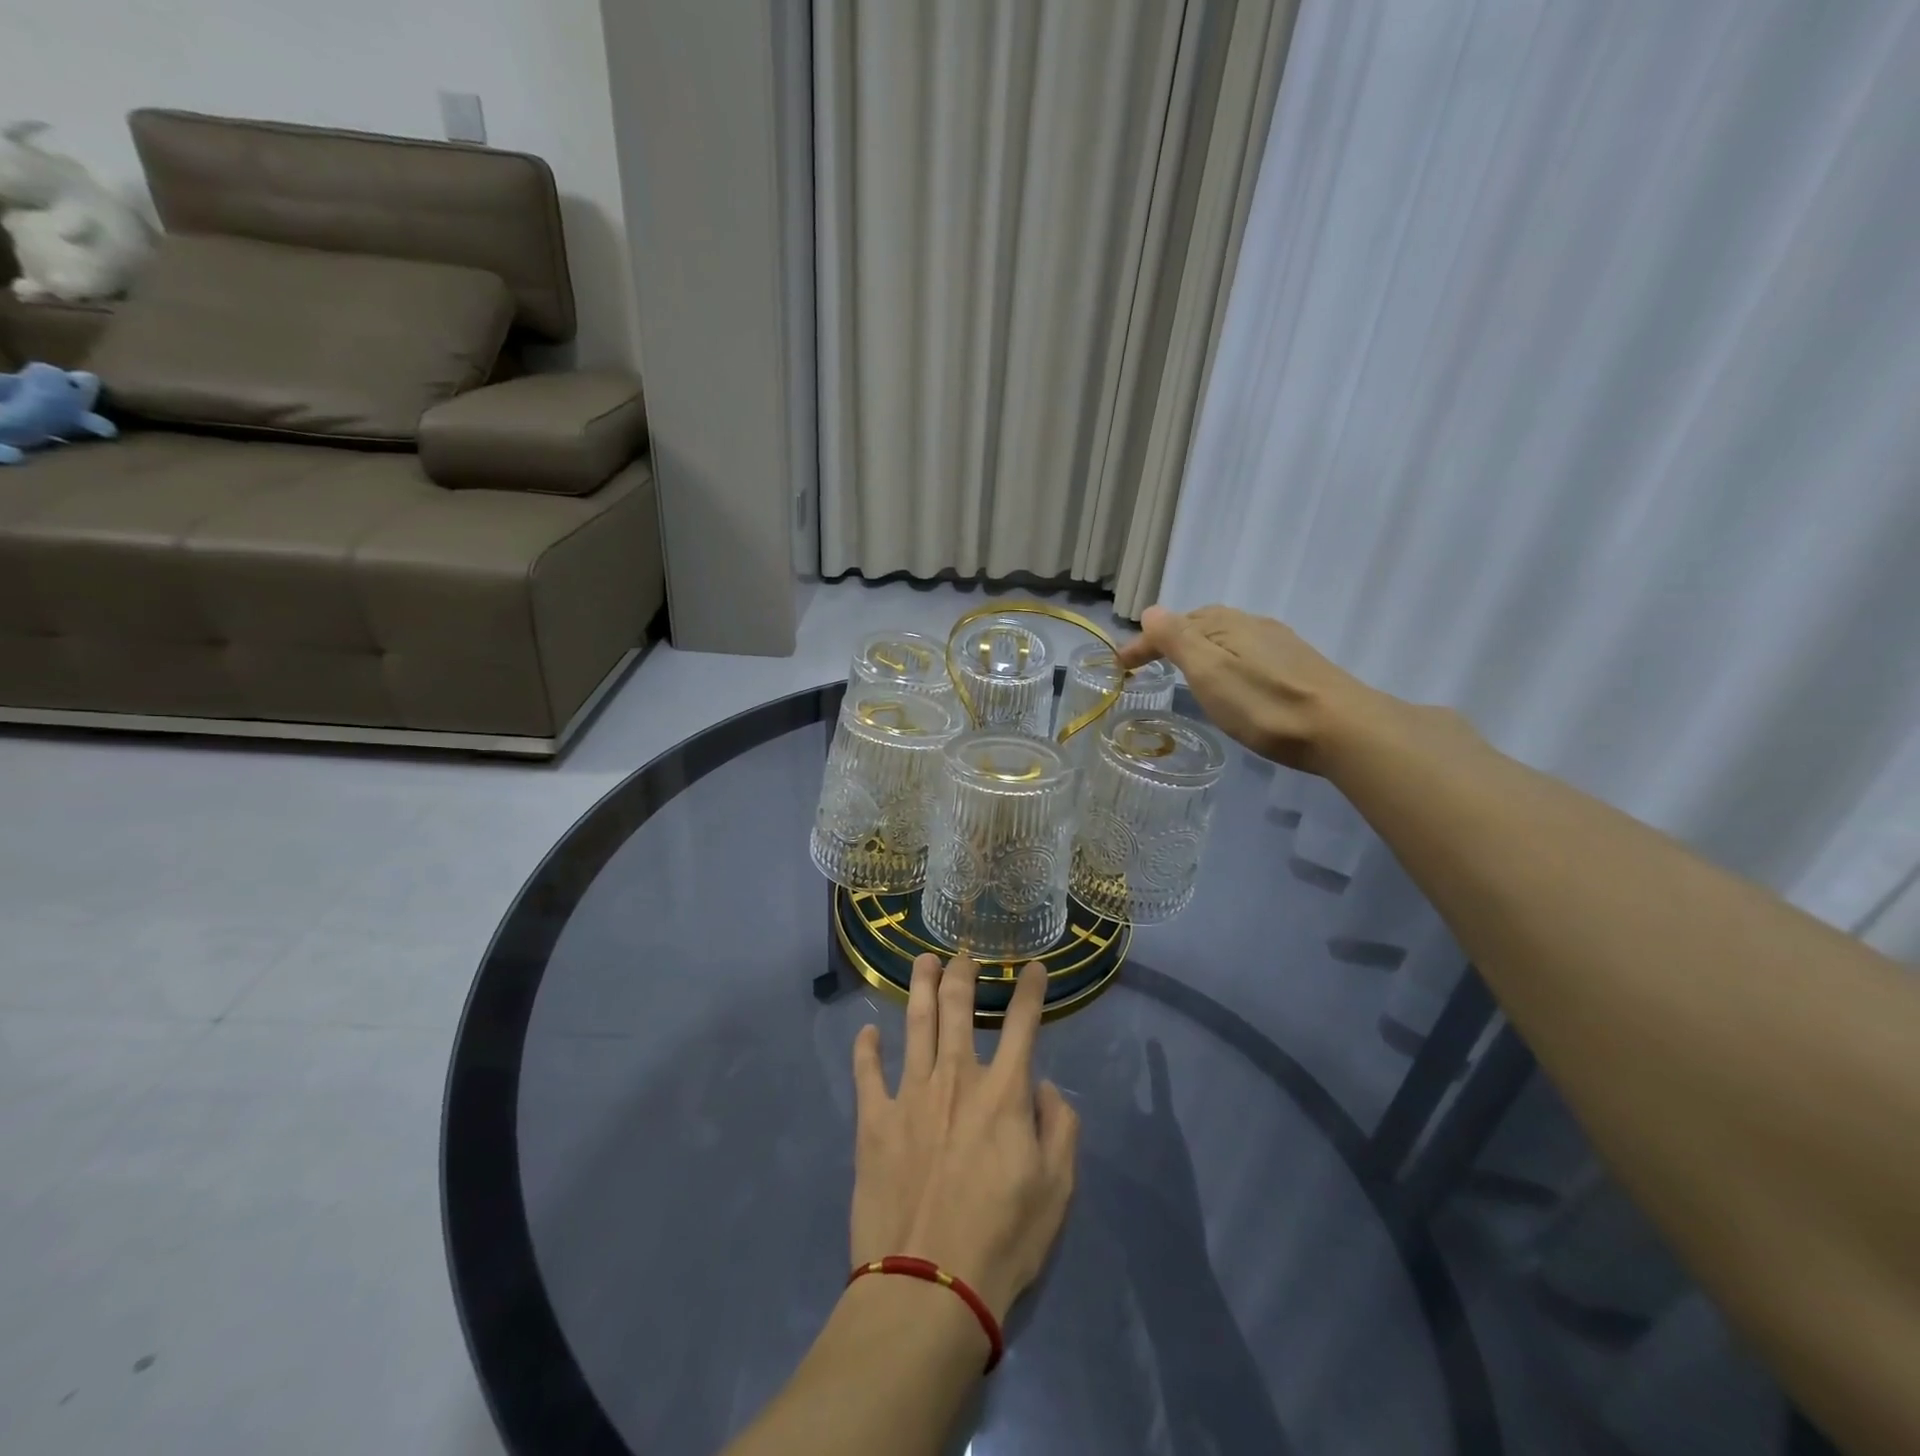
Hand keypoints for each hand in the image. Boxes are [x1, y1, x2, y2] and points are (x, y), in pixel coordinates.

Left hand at [850, 955, 1078, 1321]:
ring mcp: (910, 1095)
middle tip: (963, 955)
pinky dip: (866, 1049)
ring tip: (922, 962)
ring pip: (915, 1023)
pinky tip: (867, 1032)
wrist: (929, 1286)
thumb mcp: (1057, 1190)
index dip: (1030, 991)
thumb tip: (1044, 1088)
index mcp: (1003, 1093)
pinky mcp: (874, 1121)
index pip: (1021, 1024)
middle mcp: (955, 1079)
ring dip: (919, 987)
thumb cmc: (1003, 1240)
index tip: (1033, 967)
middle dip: (962, 973)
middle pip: (957, 1008)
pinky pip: (867, 1073)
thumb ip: (1060, 1128)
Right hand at [1115, 604, 1372, 772]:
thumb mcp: (1210, 672)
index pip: (1173, 624)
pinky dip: (1224, 660)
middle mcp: (1254, 625)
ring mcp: (1280, 645)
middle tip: (1148, 664)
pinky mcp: (1298, 666)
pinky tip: (1231, 682)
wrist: (1343, 729)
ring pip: (1227, 638)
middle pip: (1202, 624)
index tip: (1120, 666)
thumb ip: (1178, 639)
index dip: (1144, 642)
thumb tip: (1151, 610)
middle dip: (1171, 639)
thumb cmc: (1265, 704)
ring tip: (1184, 672)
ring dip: (1199, 648)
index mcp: (1227, 624)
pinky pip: (1247, 652)